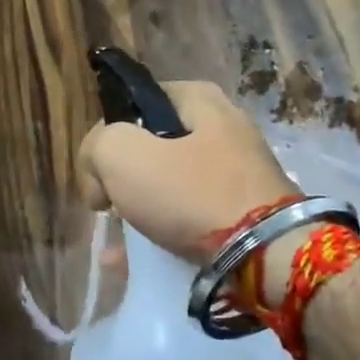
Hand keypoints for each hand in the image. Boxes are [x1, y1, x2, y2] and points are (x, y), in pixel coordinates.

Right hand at [77, 80, 298, 259]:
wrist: (264, 255)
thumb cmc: (189, 193)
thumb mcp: (120, 154)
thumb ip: (95, 146)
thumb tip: (99, 170)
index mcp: (199, 99)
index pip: (134, 103)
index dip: (106, 134)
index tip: (97, 170)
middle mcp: (223, 126)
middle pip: (150, 145)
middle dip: (121, 177)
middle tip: (107, 204)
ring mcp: (238, 170)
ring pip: (168, 184)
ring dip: (137, 209)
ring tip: (118, 243)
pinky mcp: (246, 210)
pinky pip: (190, 215)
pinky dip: (162, 232)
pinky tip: (135, 260)